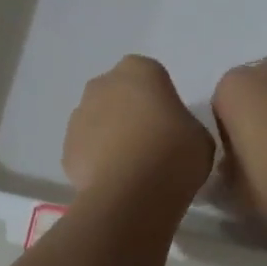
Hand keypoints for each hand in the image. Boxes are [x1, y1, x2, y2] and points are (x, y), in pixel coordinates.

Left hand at [63, 56, 214, 209]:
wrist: (131, 194)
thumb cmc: (174, 154)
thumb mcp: (200, 137)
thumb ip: (184, 125)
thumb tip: (172, 134)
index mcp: (140, 70)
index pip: (152, 76)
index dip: (162, 101)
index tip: (171, 126)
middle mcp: (103, 84)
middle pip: (119, 95)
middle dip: (131, 114)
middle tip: (152, 145)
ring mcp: (78, 116)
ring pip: (98, 122)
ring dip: (112, 137)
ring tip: (133, 169)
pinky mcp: (66, 149)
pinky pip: (87, 151)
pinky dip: (98, 162)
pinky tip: (116, 182)